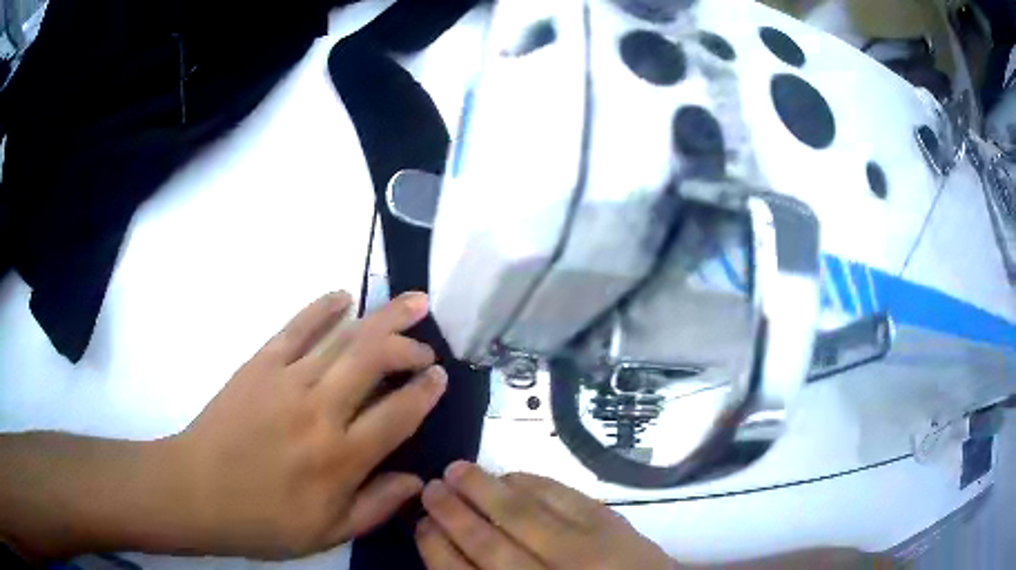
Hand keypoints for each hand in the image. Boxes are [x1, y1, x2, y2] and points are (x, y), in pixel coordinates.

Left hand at [170, 291, 445, 558]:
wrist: (196, 492)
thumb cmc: (263, 522)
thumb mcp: (328, 533)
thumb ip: (377, 505)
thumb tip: (418, 480)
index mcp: (341, 458)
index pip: (399, 413)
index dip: (426, 391)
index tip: (441, 376)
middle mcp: (320, 411)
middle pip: (375, 360)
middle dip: (410, 345)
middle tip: (427, 345)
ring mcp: (287, 381)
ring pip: (344, 338)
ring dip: (383, 318)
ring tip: (412, 303)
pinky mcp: (260, 365)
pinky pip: (297, 327)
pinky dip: (323, 308)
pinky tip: (343, 297)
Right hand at [416, 462, 675, 569]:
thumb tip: (455, 554)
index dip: (437, 548)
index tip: (420, 524)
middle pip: (490, 544)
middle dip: (454, 513)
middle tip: (431, 487)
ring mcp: (585, 549)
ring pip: (523, 515)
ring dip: (485, 489)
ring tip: (457, 469)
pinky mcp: (612, 525)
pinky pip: (565, 497)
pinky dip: (534, 483)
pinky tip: (513, 475)